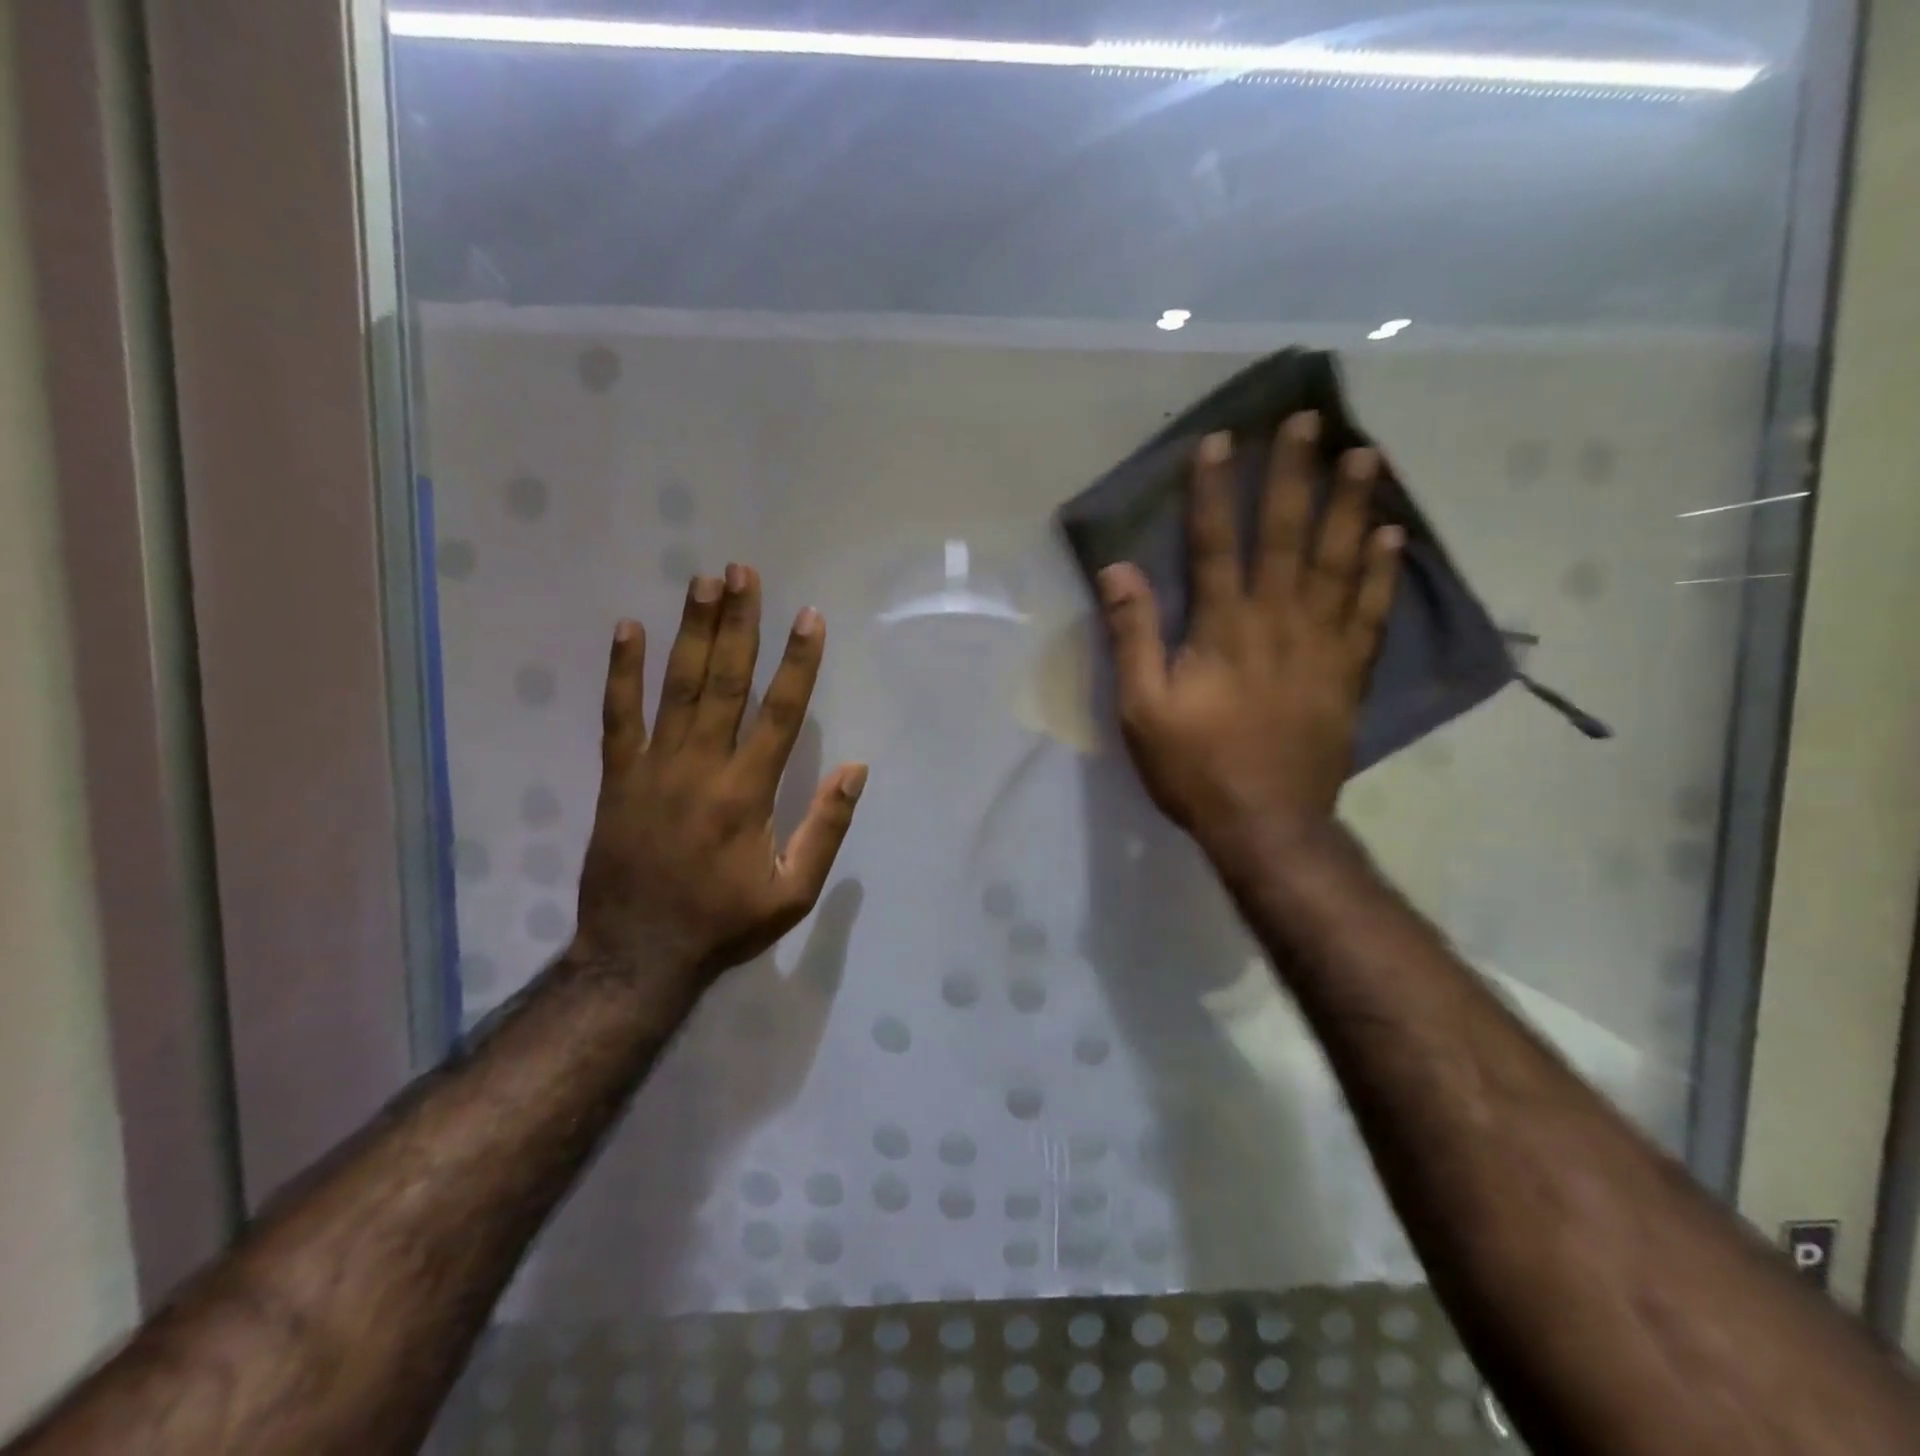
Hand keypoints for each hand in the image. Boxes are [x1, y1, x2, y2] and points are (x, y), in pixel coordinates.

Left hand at [573, 564, 867, 986]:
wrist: (637, 955)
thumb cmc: (724, 923)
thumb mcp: (793, 893)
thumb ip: (825, 829)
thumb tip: (855, 770)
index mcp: (749, 793)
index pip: (781, 713)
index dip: (798, 663)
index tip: (807, 616)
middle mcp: (703, 767)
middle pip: (725, 682)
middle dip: (738, 624)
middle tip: (743, 571)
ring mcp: (654, 768)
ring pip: (676, 687)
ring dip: (692, 631)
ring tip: (703, 581)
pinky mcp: (618, 777)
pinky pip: (617, 716)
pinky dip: (622, 672)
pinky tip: (628, 628)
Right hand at [1097, 414, 1402, 864]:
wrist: (1266, 823)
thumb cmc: (1194, 767)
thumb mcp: (1142, 709)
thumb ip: (1133, 636)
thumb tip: (1119, 570)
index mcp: (1223, 629)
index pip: (1215, 544)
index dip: (1213, 491)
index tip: (1220, 442)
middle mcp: (1278, 621)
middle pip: (1286, 535)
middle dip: (1294, 474)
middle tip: (1310, 418)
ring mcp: (1322, 644)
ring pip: (1338, 560)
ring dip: (1350, 503)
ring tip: (1365, 452)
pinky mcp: (1348, 671)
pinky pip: (1370, 610)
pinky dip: (1382, 570)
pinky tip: (1391, 533)